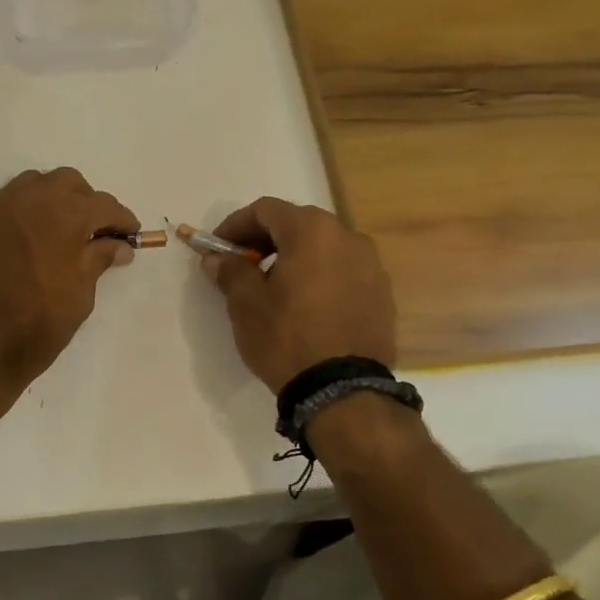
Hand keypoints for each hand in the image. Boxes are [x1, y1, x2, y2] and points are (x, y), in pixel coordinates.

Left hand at [0, 168, 139, 408]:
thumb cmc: (37, 325)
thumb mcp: (80, 295)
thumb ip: (99, 260)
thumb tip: (118, 245)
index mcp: (63, 214)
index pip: (103, 205)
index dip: (121, 220)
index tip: (130, 236)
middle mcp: (30, 199)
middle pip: (68, 183)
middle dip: (87, 202)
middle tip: (95, 232)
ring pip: (34, 185)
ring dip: (53, 200)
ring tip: (61, 233)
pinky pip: (8, 205)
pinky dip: (26, 214)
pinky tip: (30, 242)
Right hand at [202, 197, 397, 392]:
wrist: (343, 389)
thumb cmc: (287, 337)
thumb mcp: (246, 304)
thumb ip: (230, 271)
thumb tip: (217, 258)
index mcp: (311, 231)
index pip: (266, 210)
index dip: (236, 224)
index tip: (218, 248)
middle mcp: (347, 237)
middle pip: (298, 223)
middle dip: (265, 238)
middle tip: (243, 264)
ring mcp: (371, 265)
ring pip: (324, 246)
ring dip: (294, 256)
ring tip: (274, 286)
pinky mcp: (382, 292)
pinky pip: (343, 270)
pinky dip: (319, 275)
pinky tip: (305, 304)